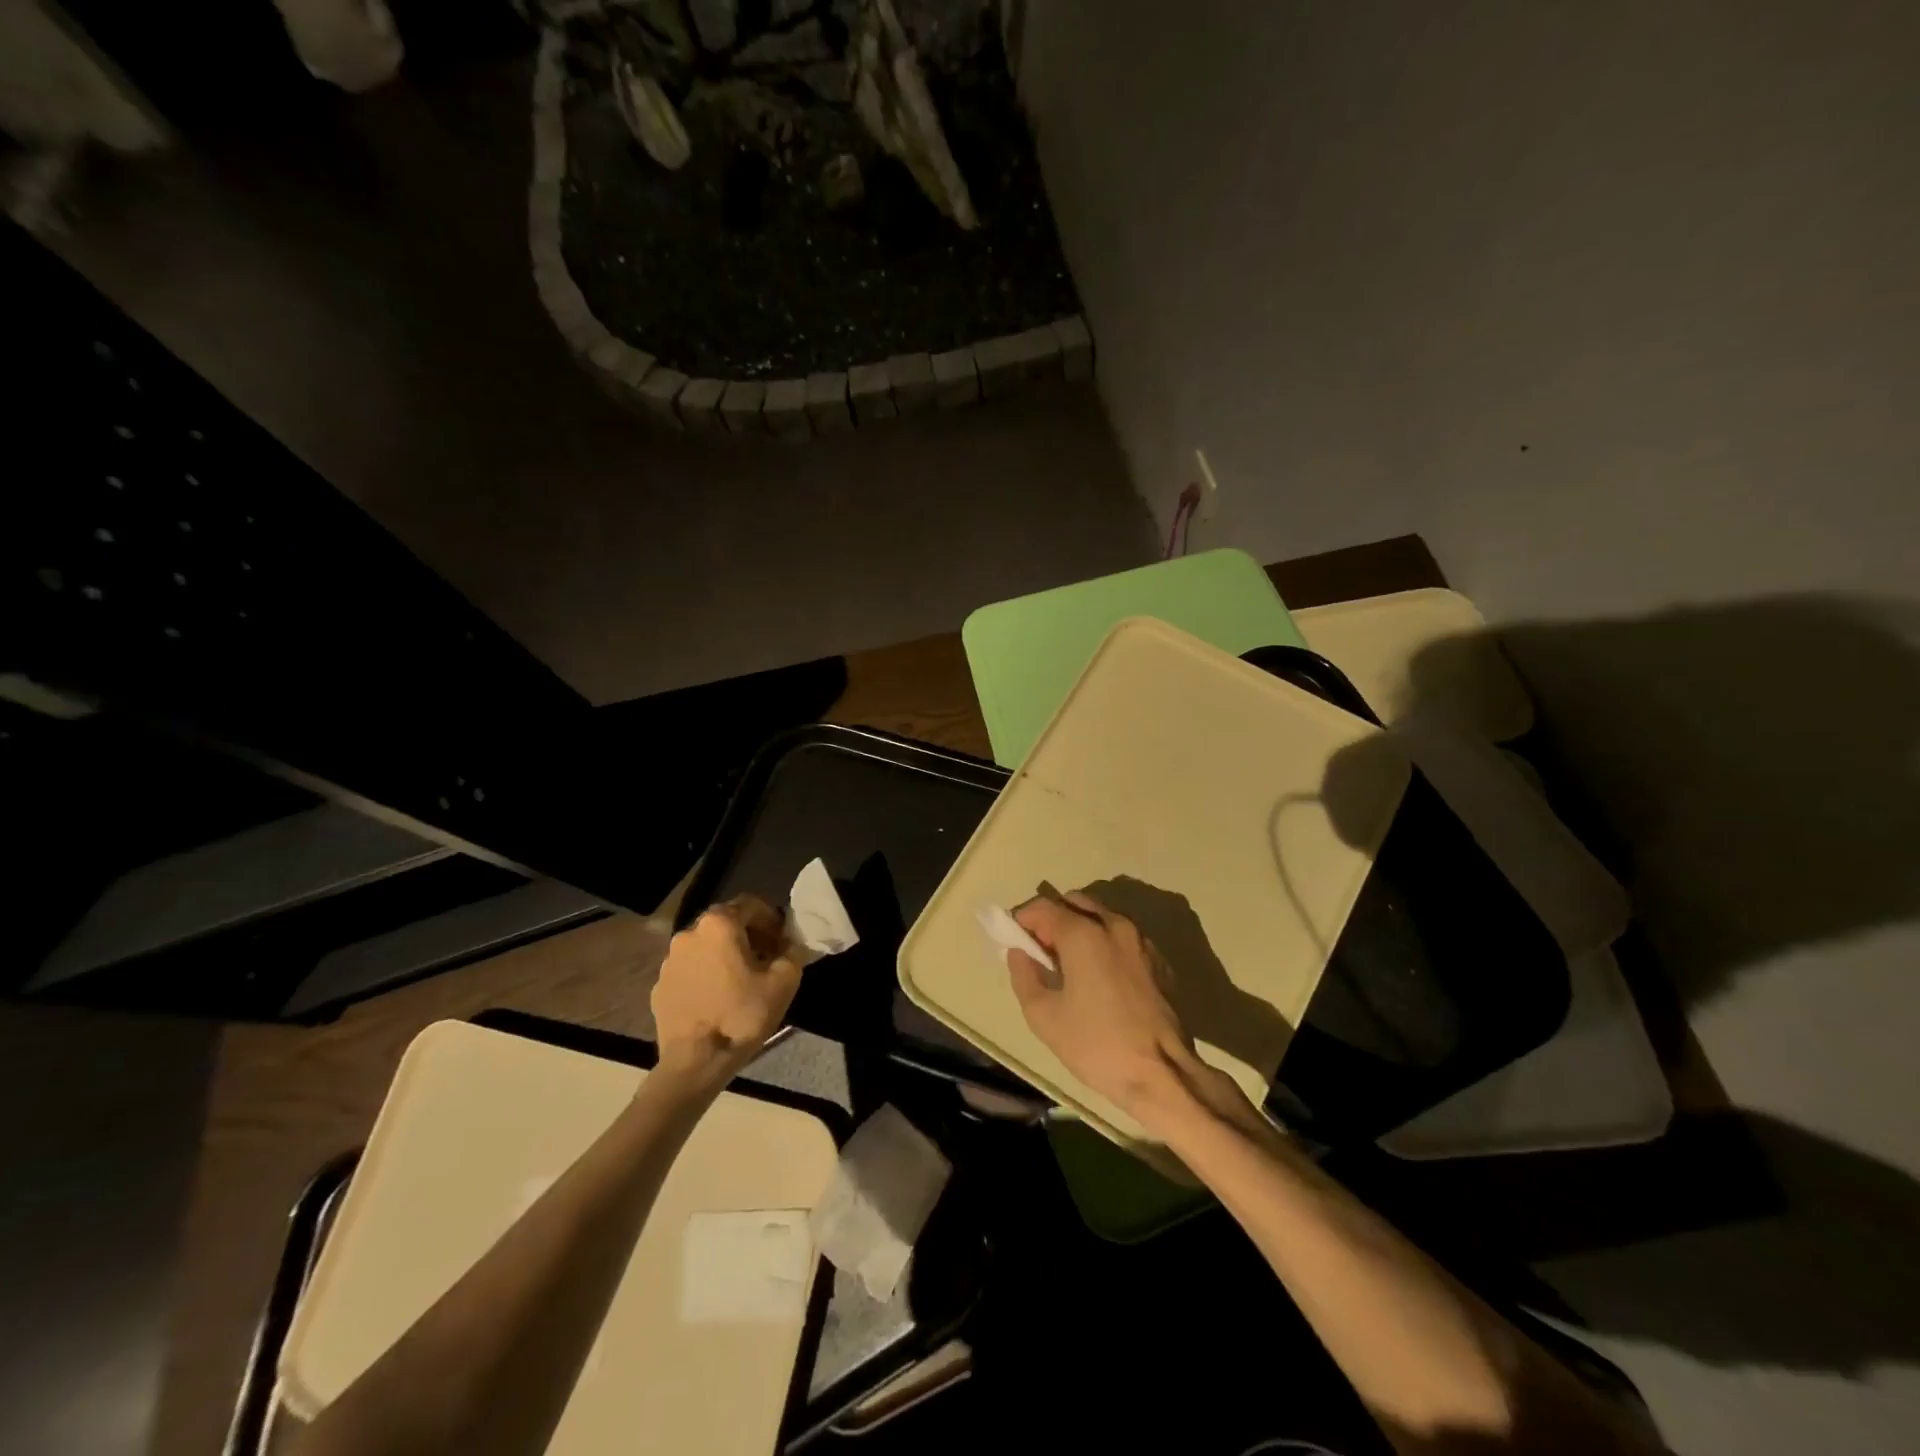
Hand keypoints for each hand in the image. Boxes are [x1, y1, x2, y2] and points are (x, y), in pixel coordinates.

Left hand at [652, 895, 801, 1078]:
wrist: (695, 1063)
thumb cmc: (742, 1015)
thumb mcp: (784, 982)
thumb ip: (793, 952)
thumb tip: (791, 944)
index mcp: (719, 925)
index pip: (751, 904)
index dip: (772, 919)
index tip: (782, 942)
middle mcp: (689, 933)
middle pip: (726, 922)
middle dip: (749, 935)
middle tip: (766, 959)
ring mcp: (669, 960)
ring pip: (706, 946)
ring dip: (726, 954)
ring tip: (742, 980)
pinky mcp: (659, 986)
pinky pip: (690, 969)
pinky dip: (706, 974)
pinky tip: (718, 998)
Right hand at [1007, 890, 1205, 1126]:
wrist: (1164, 1075)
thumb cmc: (1097, 1045)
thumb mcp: (1043, 1017)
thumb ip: (1024, 976)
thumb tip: (1020, 953)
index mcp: (1084, 933)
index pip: (1043, 906)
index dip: (1022, 919)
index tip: (1013, 941)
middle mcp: (1114, 925)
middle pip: (1074, 902)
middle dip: (1052, 919)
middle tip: (1040, 952)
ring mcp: (1141, 940)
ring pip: (1101, 916)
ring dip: (1079, 928)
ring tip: (1069, 965)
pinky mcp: (1159, 960)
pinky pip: (1122, 936)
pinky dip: (1104, 942)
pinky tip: (1099, 977)